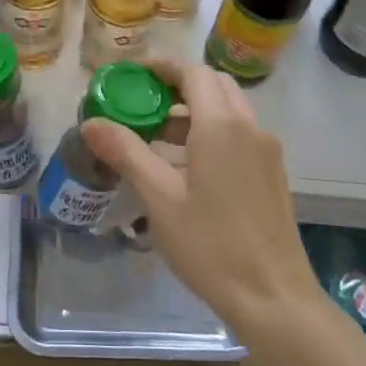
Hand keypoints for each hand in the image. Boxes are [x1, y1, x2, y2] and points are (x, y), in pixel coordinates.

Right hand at [81, 58, 322, 338]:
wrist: (274, 298)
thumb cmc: (211, 244)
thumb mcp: (159, 198)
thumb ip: (126, 152)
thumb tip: (91, 122)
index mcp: (222, 125)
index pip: (192, 72)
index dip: (161, 66)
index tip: (131, 74)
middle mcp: (249, 127)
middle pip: (213, 85)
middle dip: (177, 85)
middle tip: (142, 101)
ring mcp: (266, 151)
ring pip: (228, 110)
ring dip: (193, 110)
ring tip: (155, 136)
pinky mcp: (272, 173)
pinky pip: (239, 134)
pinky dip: (211, 132)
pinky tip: (185, 167)